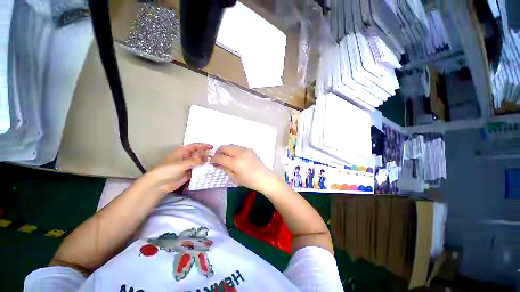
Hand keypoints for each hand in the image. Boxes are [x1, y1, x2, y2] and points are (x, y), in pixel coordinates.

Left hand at [146, 143, 212, 192]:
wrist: (160, 184)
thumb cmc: (168, 170)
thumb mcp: (182, 163)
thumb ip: (194, 160)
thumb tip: (205, 155)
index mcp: (183, 151)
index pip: (195, 146)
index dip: (203, 145)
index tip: (212, 147)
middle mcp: (186, 157)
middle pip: (198, 153)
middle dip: (206, 153)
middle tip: (215, 155)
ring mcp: (188, 165)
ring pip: (199, 161)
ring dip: (205, 161)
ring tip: (214, 161)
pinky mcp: (189, 172)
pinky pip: (198, 169)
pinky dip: (203, 168)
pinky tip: (209, 168)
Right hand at [210, 145, 276, 192]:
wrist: (264, 178)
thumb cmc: (249, 181)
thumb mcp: (234, 177)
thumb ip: (224, 168)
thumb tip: (217, 163)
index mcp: (236, 162)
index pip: (220, 157)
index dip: (213, 159)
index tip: (212, 162)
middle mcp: (240, 153)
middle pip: (224, 147)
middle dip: (218, 152)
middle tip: (217, 158)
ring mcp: (246, 149)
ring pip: (231, 145)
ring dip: (225, 150)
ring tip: (225, 157)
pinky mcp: (249, 149)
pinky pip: (237, 147)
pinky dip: (233, 150)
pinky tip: (233, 156)